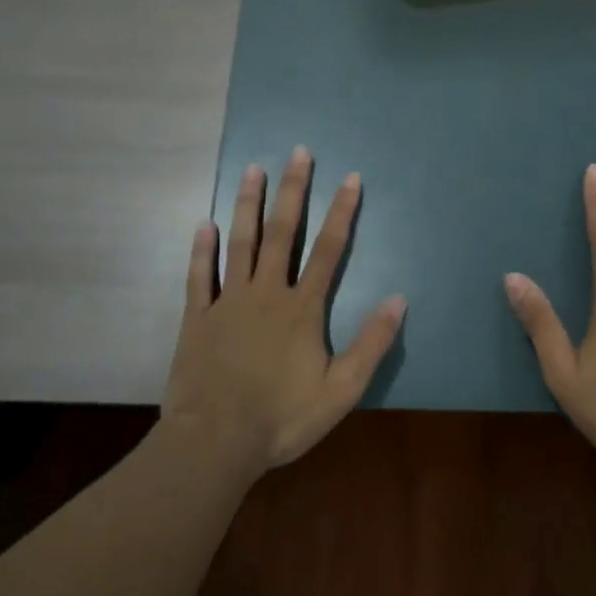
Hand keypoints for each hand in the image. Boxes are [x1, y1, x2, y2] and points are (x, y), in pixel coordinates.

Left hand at [162, 146, 406, 471]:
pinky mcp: (197, 318)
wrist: (216, 442)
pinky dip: (201, 249)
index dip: (342, 212)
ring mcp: (227, 302)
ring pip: (240, 243)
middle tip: (298, 152)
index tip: (350, 178)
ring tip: (252, 169)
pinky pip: (198, 276)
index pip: (329, 250)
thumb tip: (399, 298)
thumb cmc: (282, 418)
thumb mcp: (341, 390)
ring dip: (248, 205)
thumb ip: (371, 343)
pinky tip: (203, 224)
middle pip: (283, 233)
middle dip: (293, 191)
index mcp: (302, 309)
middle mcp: (266, 293)